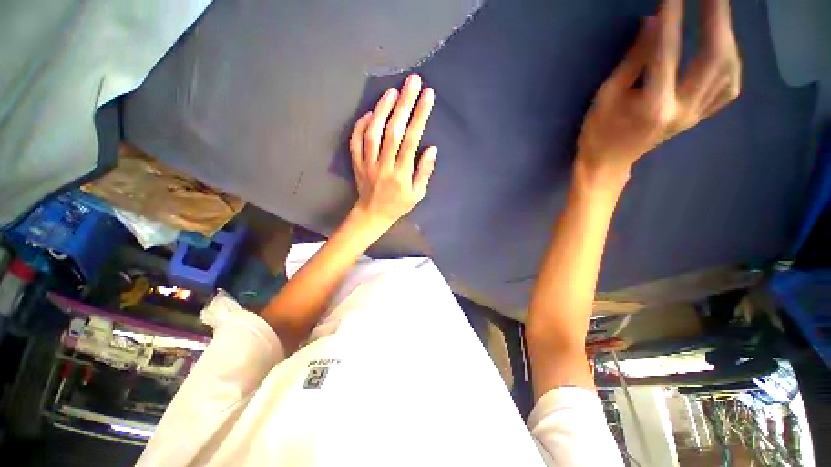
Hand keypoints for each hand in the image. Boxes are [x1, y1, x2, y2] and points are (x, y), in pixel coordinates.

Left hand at [350, 74, 436, 226]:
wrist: (373, 214)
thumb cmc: (398, 205)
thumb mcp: (418, 194)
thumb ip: (424, 172)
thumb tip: (432, 148)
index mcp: (402, 174)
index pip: (411, 141)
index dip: (420, 117)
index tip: (428, 95)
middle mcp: (384, 166)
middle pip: (393, 131)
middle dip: (404, 104)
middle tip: (413, 81)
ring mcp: (368, 163)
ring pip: (373, 133)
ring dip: (382, 110)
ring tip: (392, 91)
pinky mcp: (356, 163)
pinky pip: (356, 141)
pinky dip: (361, 125)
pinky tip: (369, 113)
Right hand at [577, 0, 740, 177]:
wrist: (608, 162)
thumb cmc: (598, 132)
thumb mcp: (606, 95)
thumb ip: (633, 60)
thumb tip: (653, 22)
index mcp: (652, 106)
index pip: (667, 52)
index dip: (672, 16)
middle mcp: (682, 109)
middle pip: (713, 57)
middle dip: (716, 17)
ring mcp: (695, 115)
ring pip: (727, 70)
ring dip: (727, 36)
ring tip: (718, 13)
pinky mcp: (699, 117)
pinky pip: (728, 88)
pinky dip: (731, 63)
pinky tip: (724, 48)